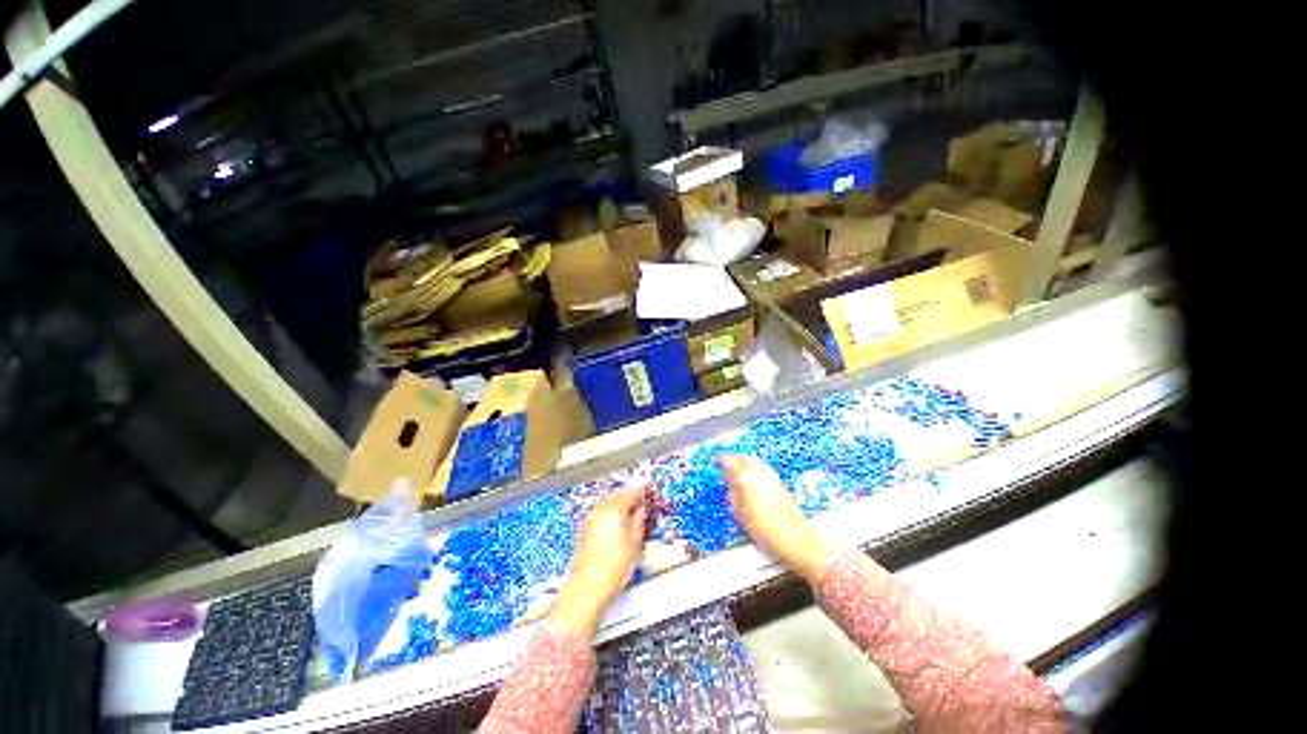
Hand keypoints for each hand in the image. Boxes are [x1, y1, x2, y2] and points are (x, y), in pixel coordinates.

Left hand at [551, 488, 647, 635]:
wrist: (589, 587)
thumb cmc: (612, 569)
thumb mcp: (636, 544)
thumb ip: (639, 522)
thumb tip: (641, 513)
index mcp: (614, 510)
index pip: (630, 494)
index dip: (640, 497)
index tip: (645, 503)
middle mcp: (599, 511)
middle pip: (616, 495)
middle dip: (627, 499)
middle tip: (638, 508)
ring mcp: (589, 520)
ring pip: (605, 503)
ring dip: (616, 506)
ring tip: (627, 519)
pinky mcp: (583, 530)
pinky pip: (598, 514)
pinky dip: (607, 515)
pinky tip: (614, 528)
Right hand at [718, 455, 837, 581]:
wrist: (793, 538)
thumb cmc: (766, 529)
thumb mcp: (739, 513)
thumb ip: (731, 492)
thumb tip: (729, 483)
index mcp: (745, 476)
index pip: (728, 459)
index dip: (719, 459)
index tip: (715, 461)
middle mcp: (759, 471)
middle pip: (741, 458)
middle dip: (732, 462)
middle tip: (725, 470)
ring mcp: (770, 475)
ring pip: (752, 462)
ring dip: (744, 466)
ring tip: (737, 477)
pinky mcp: (779, 481)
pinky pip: (761, 469)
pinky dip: (754, 472)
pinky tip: (751, 483)